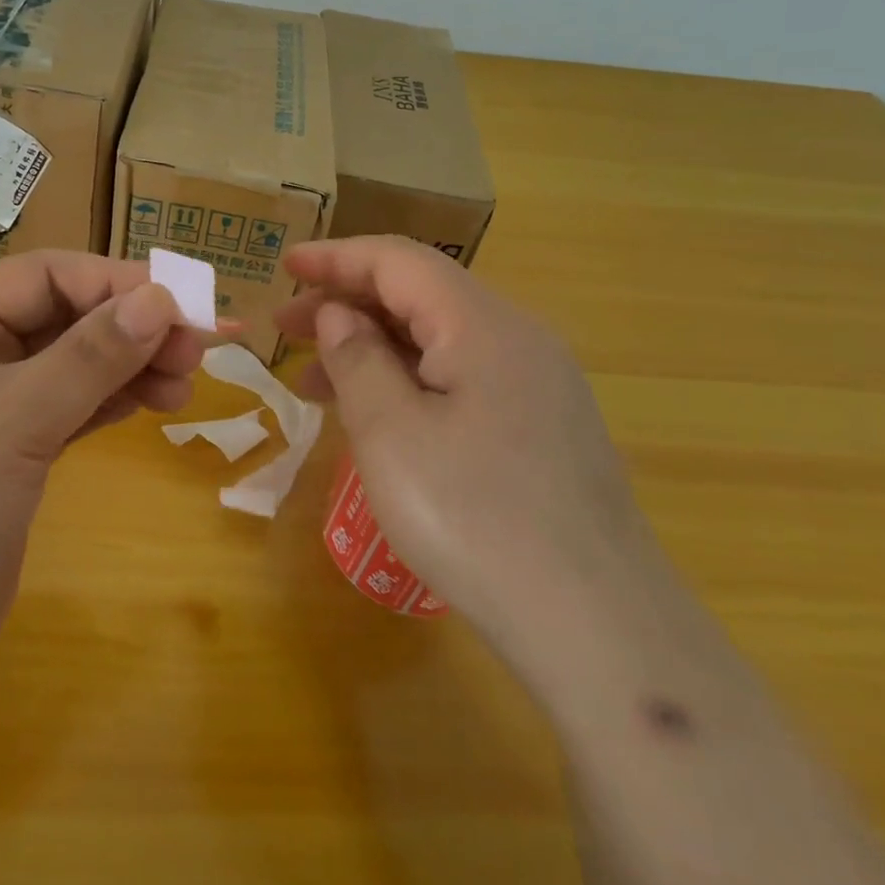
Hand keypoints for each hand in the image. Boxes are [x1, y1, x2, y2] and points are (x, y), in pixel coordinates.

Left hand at [0, 251, 200, 724]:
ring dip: (128, 366)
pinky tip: (149, 403)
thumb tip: (161, 299)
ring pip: (72, 366)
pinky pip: (69, 409)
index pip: (44, 277)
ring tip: (183, 385)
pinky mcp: (10, 457)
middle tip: (195, 352)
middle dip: (130, 328)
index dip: (115, 282)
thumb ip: (89, 357)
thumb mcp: (12, 421)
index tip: (183, 304)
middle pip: (64, 318)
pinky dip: (109, 402)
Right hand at [278, 237, 662, 675]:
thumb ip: (357, 359)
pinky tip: (377, 415)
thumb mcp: (391, 434)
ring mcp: (538, 383)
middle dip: (348, 303)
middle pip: (420, 296)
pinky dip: (408, 380)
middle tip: (286, 329)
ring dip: (374, 347)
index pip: (399, 262)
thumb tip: (339, 315)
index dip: (336, 257)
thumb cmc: (475, 519)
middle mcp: (518, 338)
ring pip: (439, 339)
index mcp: (483, 325)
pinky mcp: (543, 425)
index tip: (286, 263)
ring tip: (314, 382)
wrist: (598, 627)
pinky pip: (463, 377)